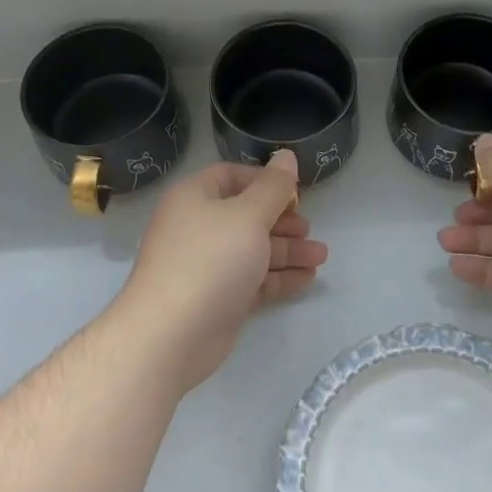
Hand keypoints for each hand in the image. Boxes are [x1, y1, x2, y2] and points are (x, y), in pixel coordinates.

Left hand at [115, 149, 327, 392]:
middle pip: (246, 215)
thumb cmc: (210, 260)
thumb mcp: (248, 215)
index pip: (231, 176)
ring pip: (253, 249)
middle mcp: (197, 227)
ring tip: (321, 256)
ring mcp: (206, 265)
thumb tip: (286, 156)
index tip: (295, 193)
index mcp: (195, 198)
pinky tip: (307, 278)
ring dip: (287, 250)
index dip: (265, 181)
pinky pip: (252, 279)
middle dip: (282, 221)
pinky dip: (278, 277)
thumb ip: (273, 187)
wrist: (170, 335)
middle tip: (309, 229)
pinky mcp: (217, 298)